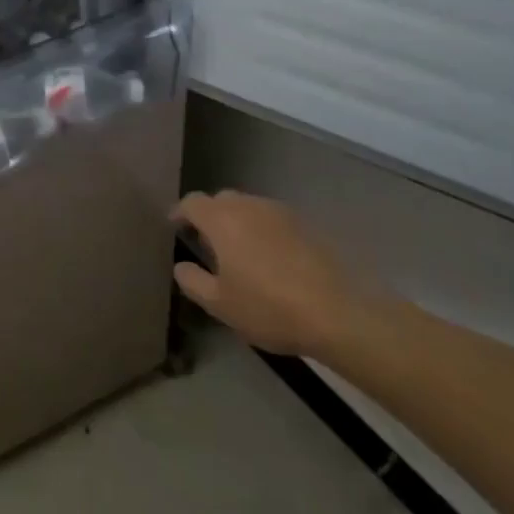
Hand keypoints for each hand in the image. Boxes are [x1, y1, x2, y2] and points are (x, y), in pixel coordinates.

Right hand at [171, 191, 378, 358]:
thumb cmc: (268, 307)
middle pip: (221, 200)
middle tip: (207, 244)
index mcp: (222, 220)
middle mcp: (249, 206)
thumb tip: (181, 265)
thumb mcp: (219, 304)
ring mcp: (281, 212)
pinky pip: (273, 219)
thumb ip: (192, 280)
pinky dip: (263, 231)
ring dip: (238, 222)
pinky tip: (270, 259)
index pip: (192, 202)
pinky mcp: (306, 224)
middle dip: (210, 216)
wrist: (337, 313)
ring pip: (250, 207)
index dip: (180, 213)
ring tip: (239, 252)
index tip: (175, 228)